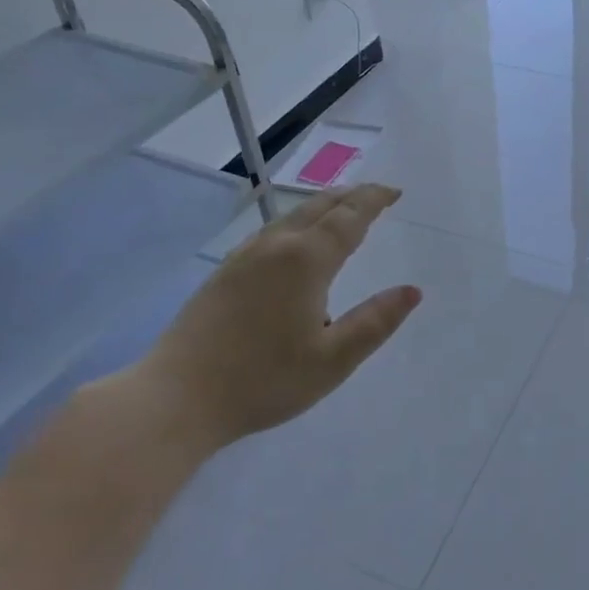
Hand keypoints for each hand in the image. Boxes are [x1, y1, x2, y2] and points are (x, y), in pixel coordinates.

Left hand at [127, 183, 421, 448]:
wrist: (176, 398)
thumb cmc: (263, 380)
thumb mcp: (333, 360)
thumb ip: (375, 322)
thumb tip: (412, 291)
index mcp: (306, 261)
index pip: (348, 218)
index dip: (373, 201)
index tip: (394, 192)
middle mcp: (275, 246)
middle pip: (318, 207)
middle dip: (350, 196)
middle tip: (375, 194)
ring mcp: (244, 257)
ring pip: (291, 216)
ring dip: (322, 206)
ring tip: (341, 208)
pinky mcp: (224, 273)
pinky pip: (270, 231)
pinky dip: (297, 222)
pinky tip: (292, 240)